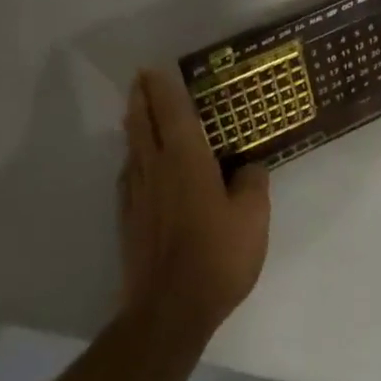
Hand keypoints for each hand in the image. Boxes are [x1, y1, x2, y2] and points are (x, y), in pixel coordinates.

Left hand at [118, 68, 270, 342]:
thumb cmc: (216, 256)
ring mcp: (138, 195)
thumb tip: (247, 166)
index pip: (172, 111)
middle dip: (141, 97)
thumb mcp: (252, 218)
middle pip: (143, 122)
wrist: (169, 312)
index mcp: (186, 158)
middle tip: (141, 79)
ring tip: (136, 113)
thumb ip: (252, 183)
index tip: (155, 68)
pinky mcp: (128, 220)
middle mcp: (156, 167)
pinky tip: (136, 165)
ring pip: (133, 147)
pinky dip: (132, 158)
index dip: (163, 87)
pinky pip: (128, 175)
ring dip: (134, 124)